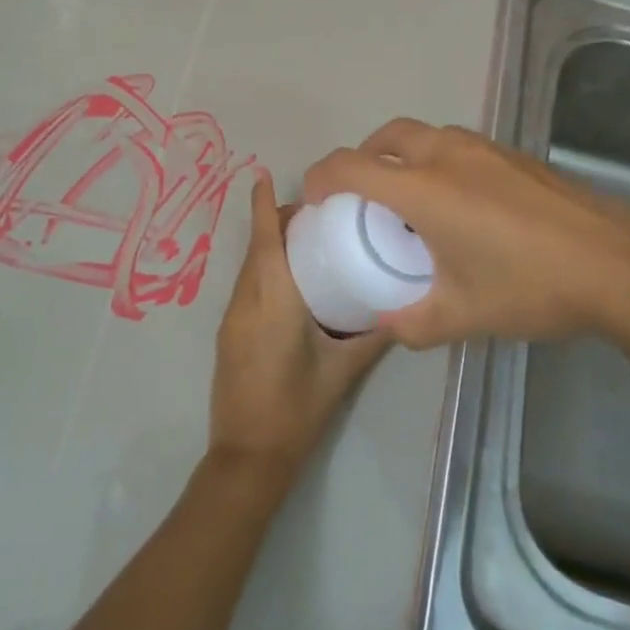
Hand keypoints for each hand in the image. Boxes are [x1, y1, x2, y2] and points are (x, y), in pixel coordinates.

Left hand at [207, 173, 391, 481]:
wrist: (248, 455)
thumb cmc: (298, 408)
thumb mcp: (343, 371)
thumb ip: (373, 336)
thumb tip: (401, 308)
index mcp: (273, 299)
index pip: (264, 240)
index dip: (261, 204)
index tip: (263, 174)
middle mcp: (246, 300)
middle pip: (256, 247)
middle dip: (274, 221)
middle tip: (315, 211)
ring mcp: (232, 317)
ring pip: (248, 267)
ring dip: (268, 246)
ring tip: (307, 239)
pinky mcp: (228, 333)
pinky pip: (246, 287)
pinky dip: (263, 270)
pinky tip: (290, 281)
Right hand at [302, 119, 629, 350]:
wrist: (619, 266)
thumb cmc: (531, 287)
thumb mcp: (463, 316)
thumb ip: (412, 323)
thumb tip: (386, 324)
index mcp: (423, 190)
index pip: (350, 166)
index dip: (321, 177)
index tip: (314, 200)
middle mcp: (447, 156)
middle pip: (385, 136)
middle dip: (362, 158)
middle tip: (363, 197)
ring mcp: (485, 150)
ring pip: (424, 135)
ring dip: (402, 155)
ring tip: (411, 199)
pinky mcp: (514, 155)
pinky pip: (457, 145)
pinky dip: (438, 160)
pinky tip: (462, 203)